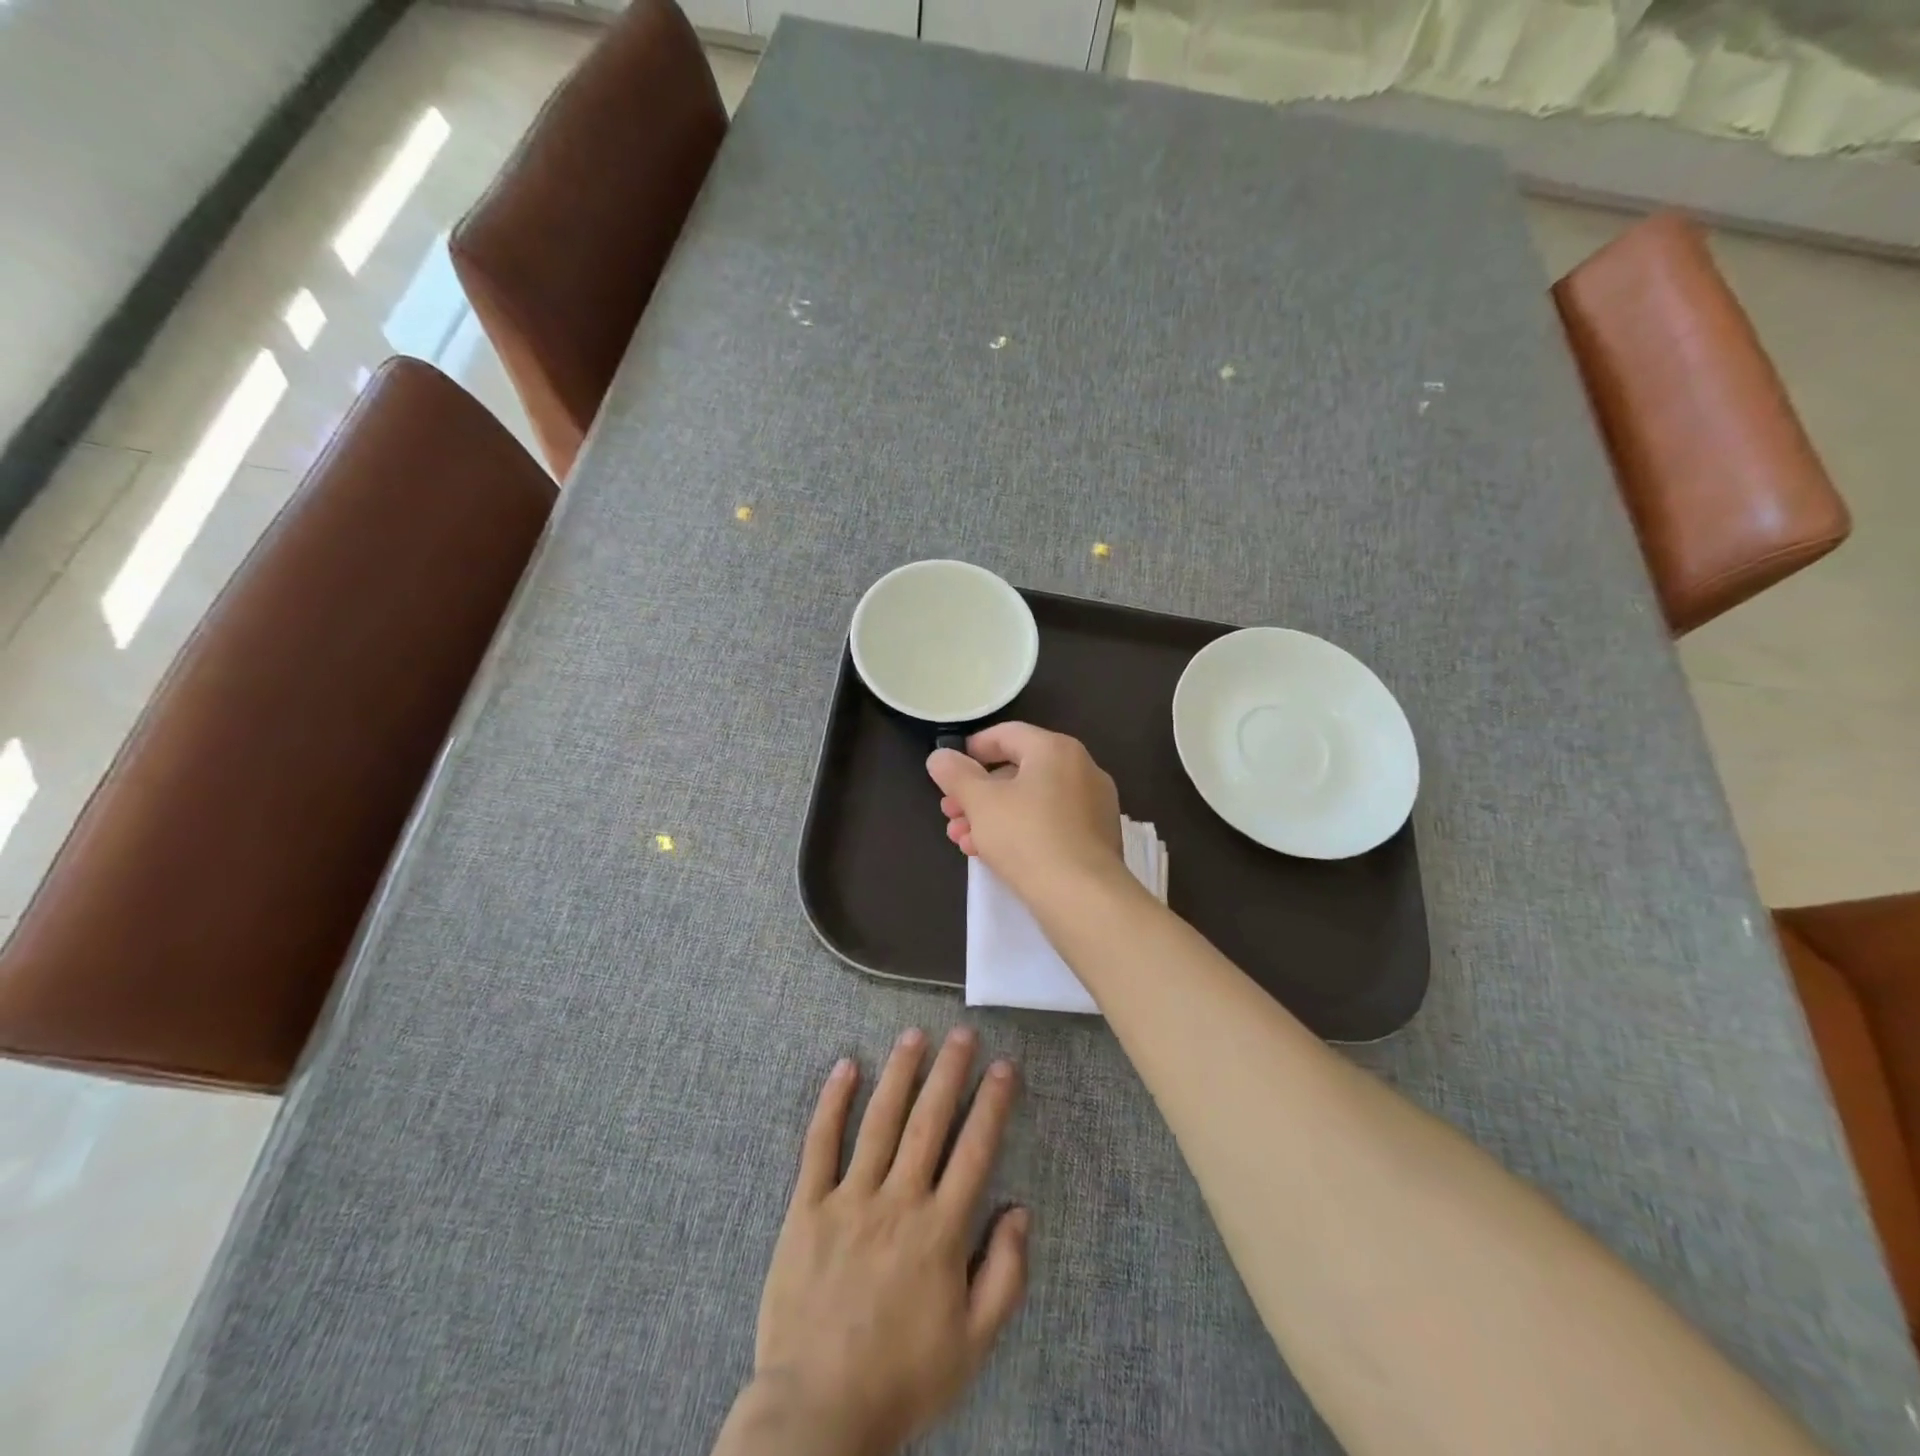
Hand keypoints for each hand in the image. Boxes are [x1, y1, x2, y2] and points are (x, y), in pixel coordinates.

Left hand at [715, 1028, 1028, 1455]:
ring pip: (879, 1121)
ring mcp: (849, 1199)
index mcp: (940, 1231)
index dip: (993, 1104)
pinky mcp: (807, 1208)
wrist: (816, 1414)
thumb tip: (1020, 1209)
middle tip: (962, 1032)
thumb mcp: (972, 1345)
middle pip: (929, 1122)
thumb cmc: (902, 1379)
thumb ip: (1005, 1275)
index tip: (1004, 1066)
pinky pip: (819, 1145)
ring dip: (899, 1073)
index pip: (975, 1150)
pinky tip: (845, 1067)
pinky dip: (832, 1103)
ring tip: (914, 1035)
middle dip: (949, 1071)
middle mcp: (898, 1201)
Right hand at [926, 723, 1124, 906]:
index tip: (949, 768)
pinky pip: (1051, 823)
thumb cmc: (1027, 837)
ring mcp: (1094, 805)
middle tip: (950, 812)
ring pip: (1032, 801)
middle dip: (978, 792)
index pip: (1008, 734)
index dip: (974, 748)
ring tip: (963, 839)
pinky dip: (1020, 830)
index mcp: (1056, 749)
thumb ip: (956, 775)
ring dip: (993, 816)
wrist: (1083, 897)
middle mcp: (1081, 769)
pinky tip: (992, 854)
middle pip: (1019, 771)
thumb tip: (940, 756)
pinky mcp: (1097, 838)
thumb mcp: (980, 803)